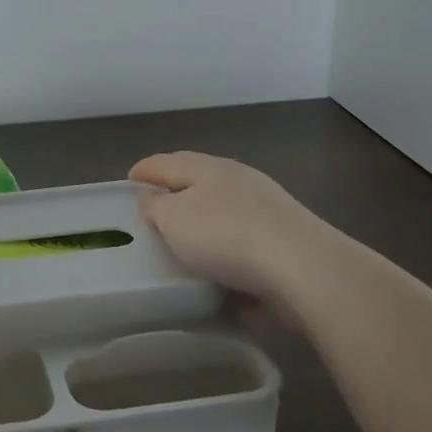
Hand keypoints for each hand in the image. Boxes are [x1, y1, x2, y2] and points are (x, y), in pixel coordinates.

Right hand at [129, 151, 326, 308]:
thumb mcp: (173, 219)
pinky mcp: (284, 239)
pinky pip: (242, 239)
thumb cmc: (226, 236)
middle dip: (174, 192)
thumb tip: (152, 200)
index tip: (128, 181)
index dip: (144, 171)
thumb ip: (155, 207)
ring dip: (202, 222)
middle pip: (196, 181)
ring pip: (222, 209)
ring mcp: (266, 208)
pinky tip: (218, 266)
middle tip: (151, 210)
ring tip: (182, 241)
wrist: (304, 269)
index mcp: (207, 167)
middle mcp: (237, 180)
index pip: (166, 162)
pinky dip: (225, 247)